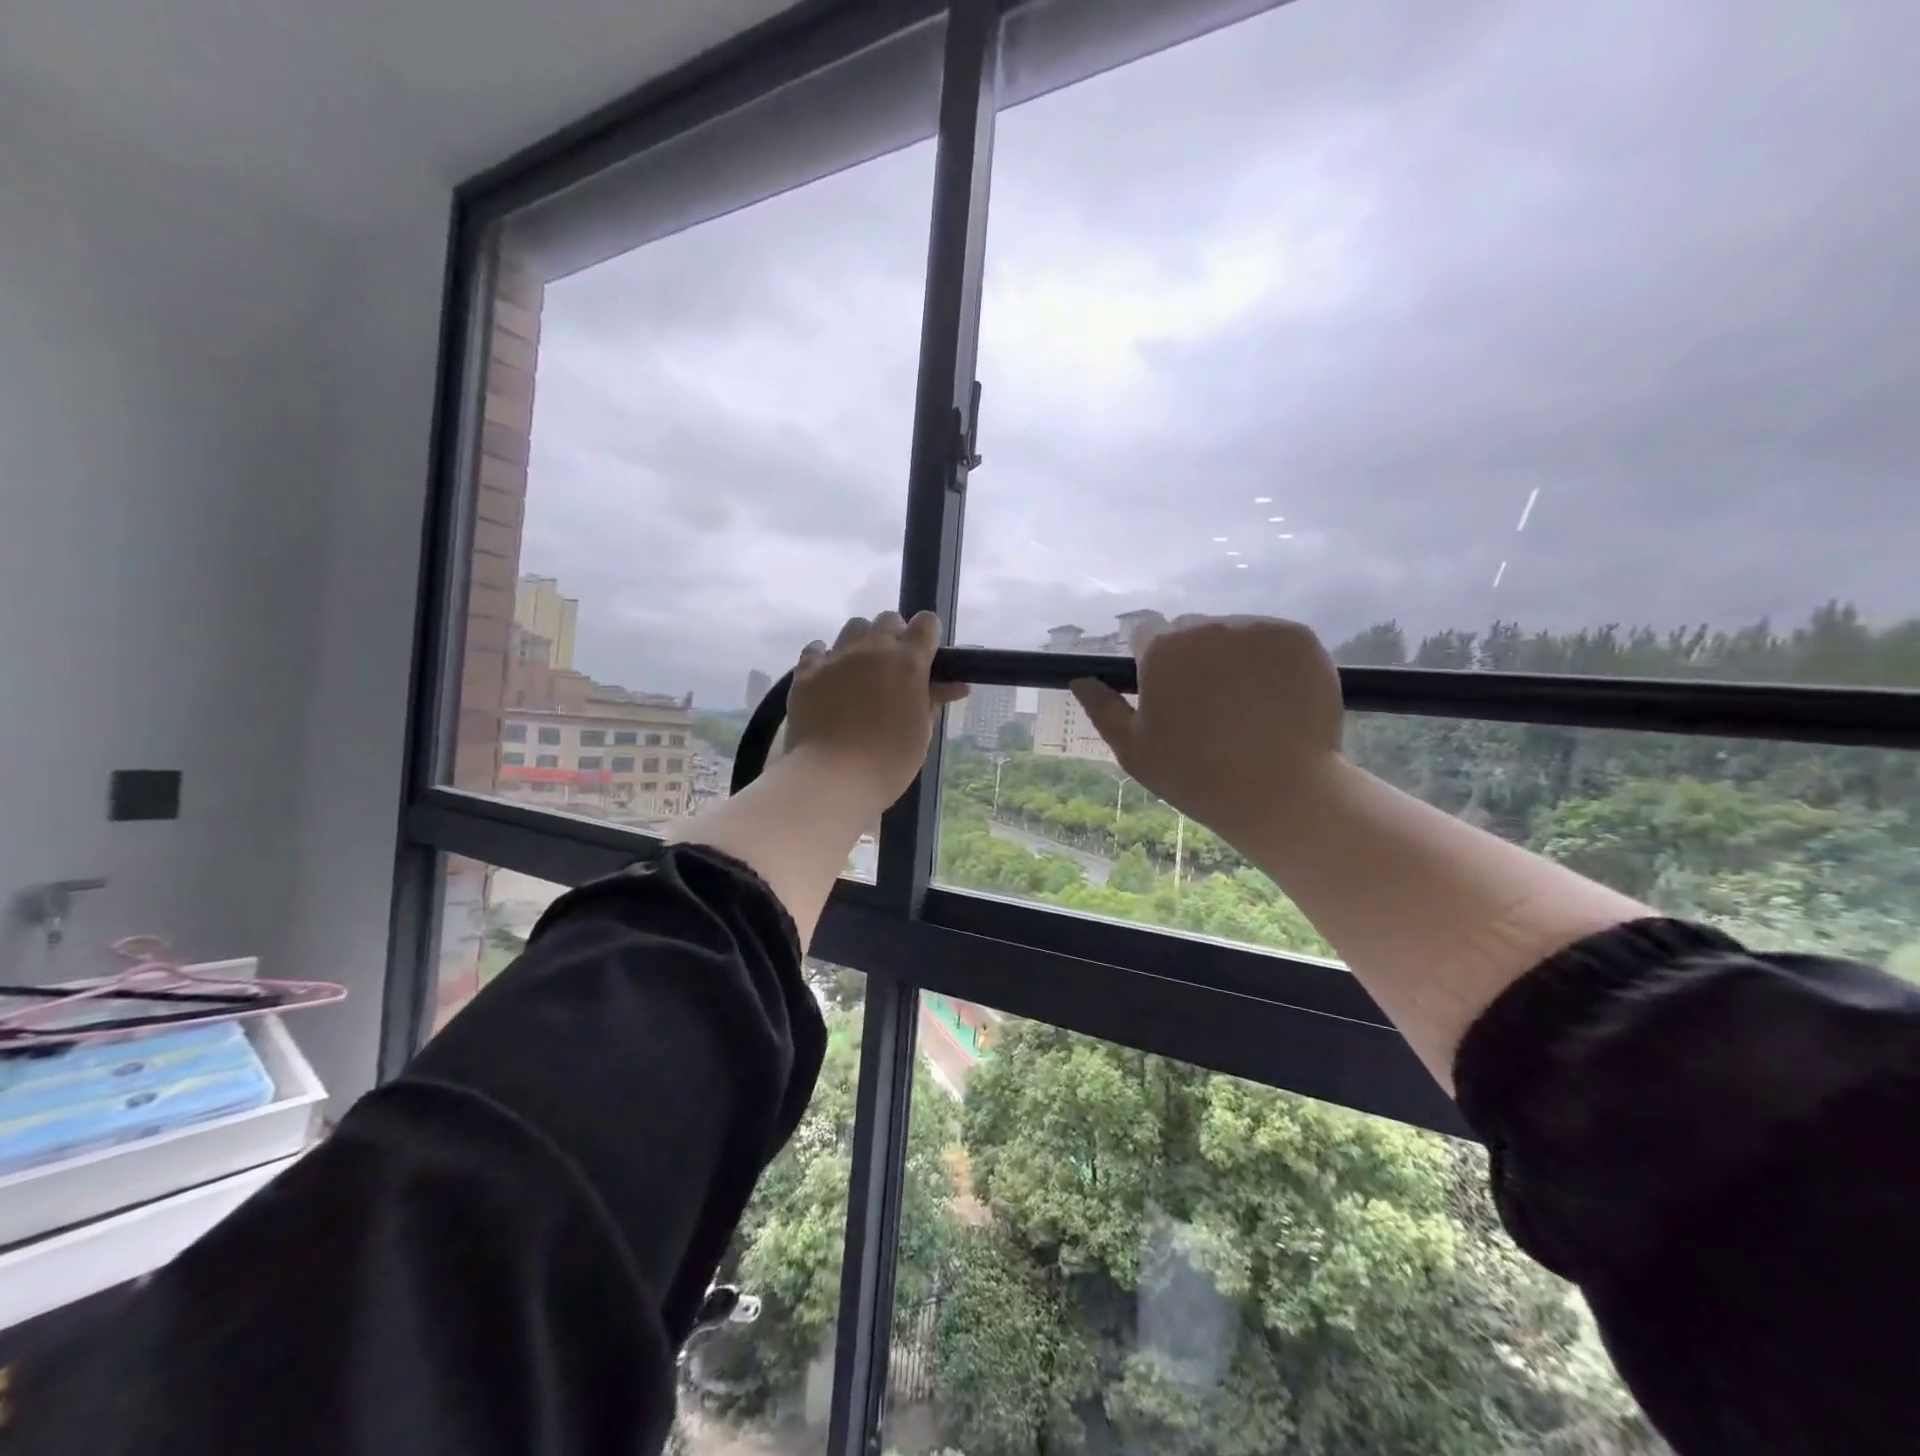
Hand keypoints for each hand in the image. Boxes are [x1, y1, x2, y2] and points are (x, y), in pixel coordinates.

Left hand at [784, 611, 968, 813]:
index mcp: (908, 662)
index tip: (927, 656)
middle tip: (894, 669)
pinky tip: (829, 676)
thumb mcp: (922, 731)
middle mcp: (873, 649)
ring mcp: (836, 657)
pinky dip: (825, 656)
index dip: (928, 636)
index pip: (926, 624)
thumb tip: (956, 685)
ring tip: (861, 671)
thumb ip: (934, 700)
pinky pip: (816, 649)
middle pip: (888, 620)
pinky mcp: (806, 672)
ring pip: (853, 628)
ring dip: (862, 641)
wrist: (833, 777)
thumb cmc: (889, 760)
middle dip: (895, 636)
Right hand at [1070, 613, 1343, 841]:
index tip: (1166, 693)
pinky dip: (1271, 660)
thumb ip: (1103, 709)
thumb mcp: (1134, 751)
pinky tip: (1275, 698)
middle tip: (1207, 705)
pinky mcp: (1298, 637)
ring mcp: (1256, 629)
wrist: (1281, 792)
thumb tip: (1080, 680)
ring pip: (1233, 633)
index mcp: (1161, 650)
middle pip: (1190, 631)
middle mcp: (1206, 628)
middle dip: (1192, 657)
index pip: (1144, 634)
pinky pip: (1273, 639)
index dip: (1151, 662)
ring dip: (1232, 657)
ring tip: (1246, 705)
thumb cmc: (1195, 776)